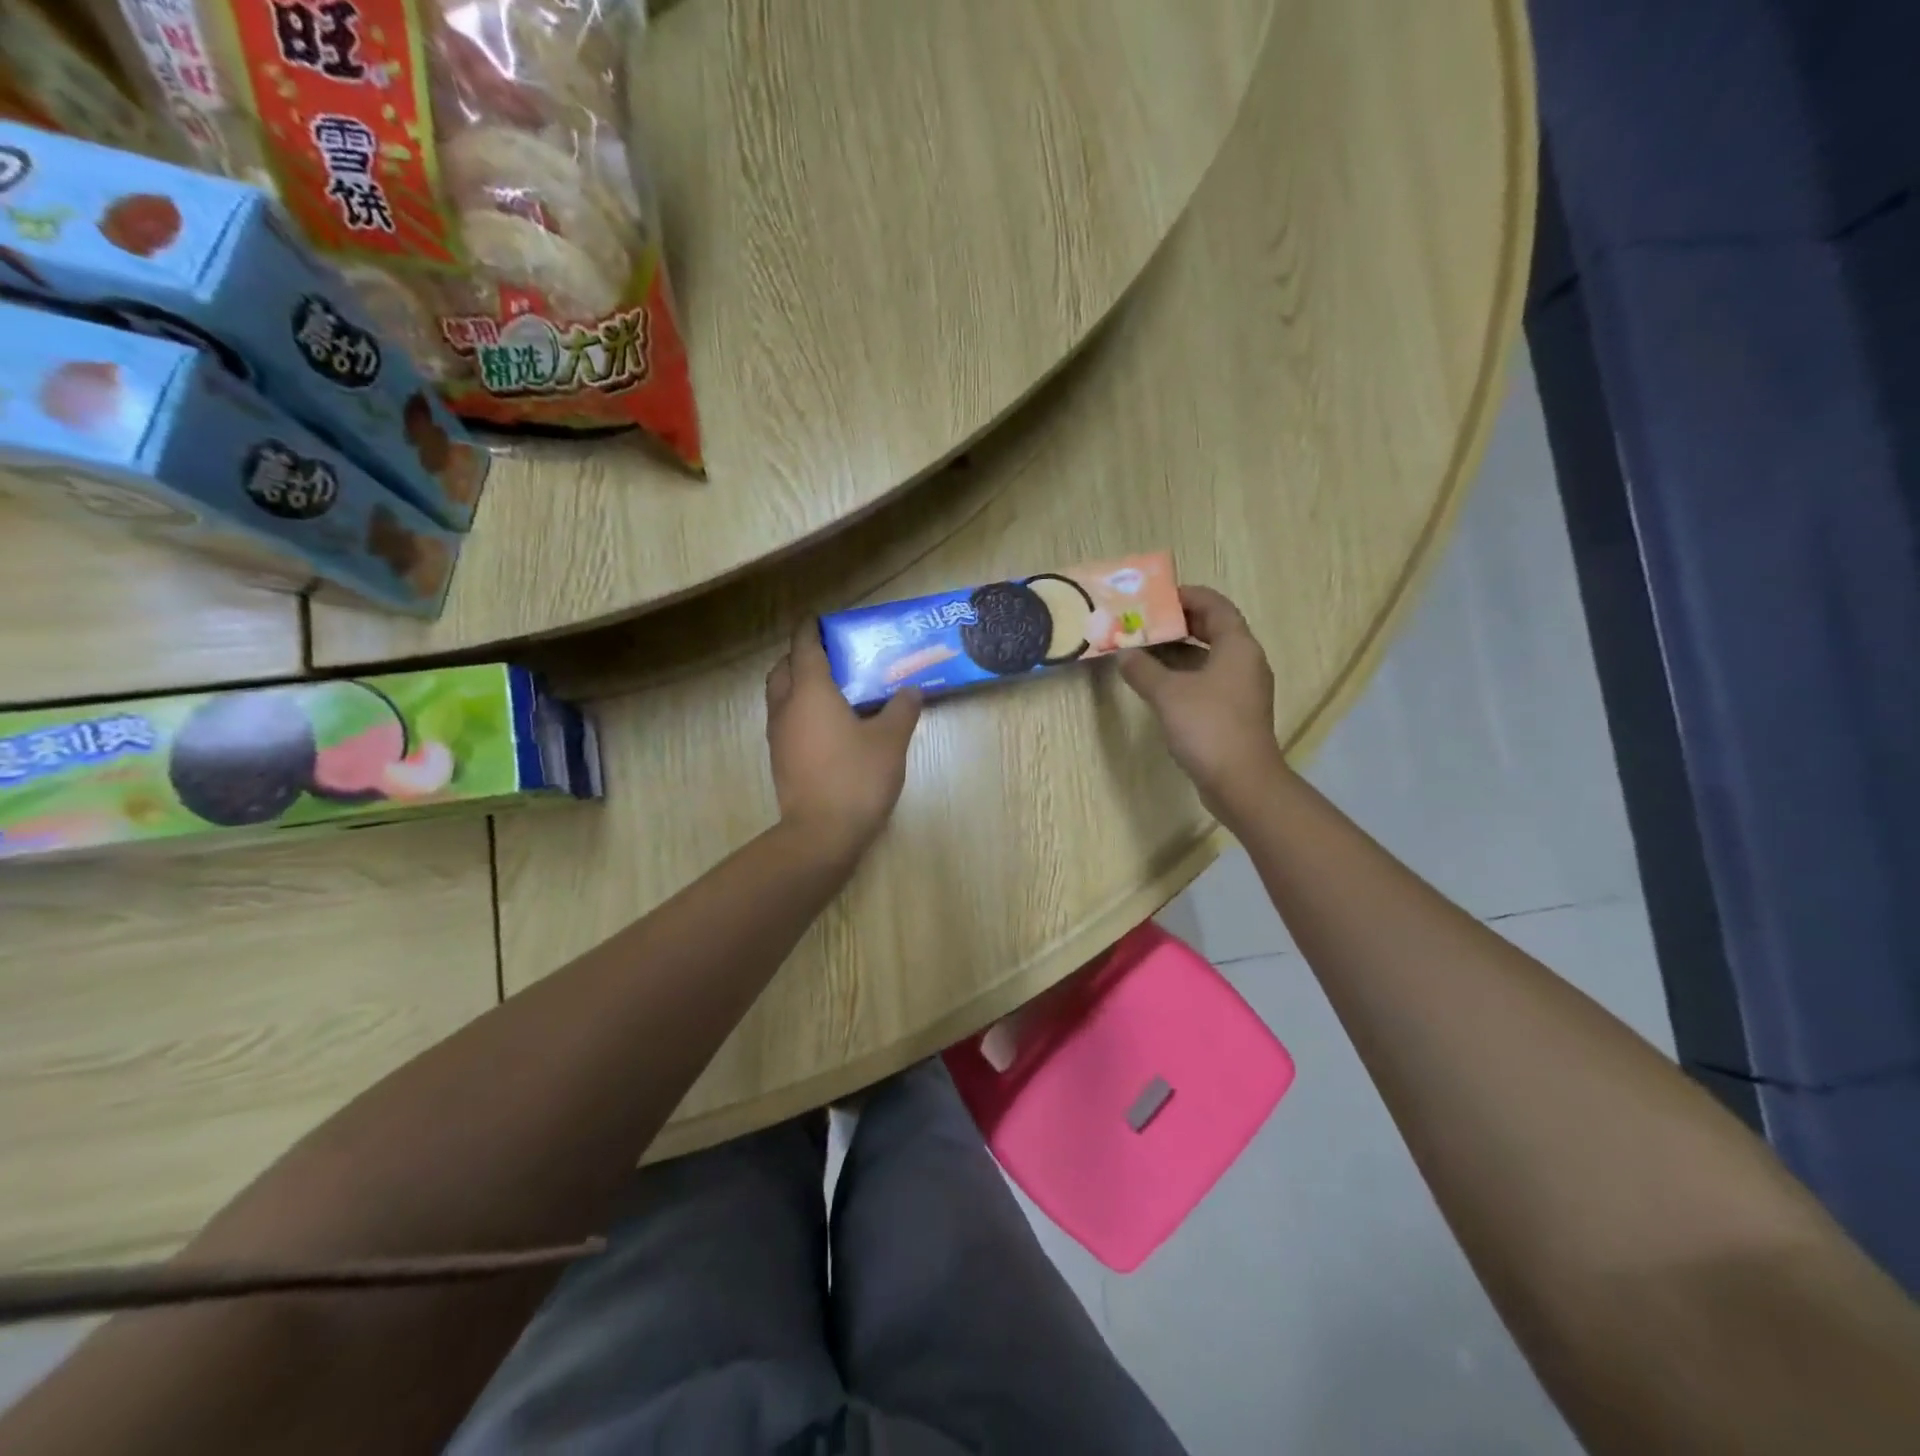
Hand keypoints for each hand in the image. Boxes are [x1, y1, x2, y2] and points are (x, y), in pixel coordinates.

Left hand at [766, 620, 922, 856]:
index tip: (819, 619)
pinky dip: (798, 710)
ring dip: (796, 683)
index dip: (810, 629)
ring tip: (829, 688)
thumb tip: (912, 690)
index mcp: (811, 691)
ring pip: (779, 695)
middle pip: (784, 668)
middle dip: (800, 655)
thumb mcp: (890, 741)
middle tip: (828, 655)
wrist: (822, 833)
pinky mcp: (780, 759)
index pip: (804, 647)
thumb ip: (902, 710)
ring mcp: (779, 735)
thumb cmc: (857, 777)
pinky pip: (784, 720)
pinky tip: (826, 724)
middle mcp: (787, 707)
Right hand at [1119, 585, 1284, 818]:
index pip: (1215, 605)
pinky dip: (1184, 675)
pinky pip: (1208, 681)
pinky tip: (1157, 684)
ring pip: (1209, 657)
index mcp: (1237, 646)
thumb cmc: (1208, 727)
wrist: (1241, 781)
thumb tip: (1123, 654)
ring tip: (1144, 649)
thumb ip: (1142, 670)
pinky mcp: (1234, 712)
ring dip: (1178, 651)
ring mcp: (1242, 689)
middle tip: (1145, 622)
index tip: (1157, 597)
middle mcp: (1245, 662)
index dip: (1187, 596)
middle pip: (1214, 629)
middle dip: (1179, 623)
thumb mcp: (1167, 694)